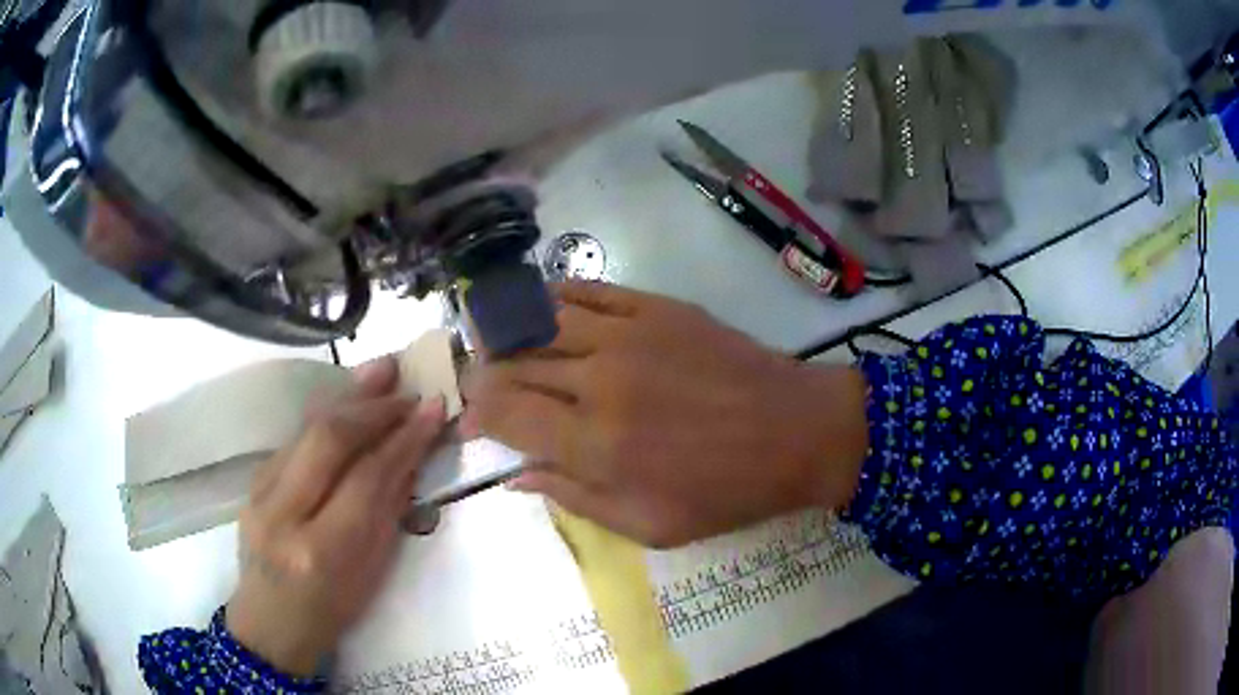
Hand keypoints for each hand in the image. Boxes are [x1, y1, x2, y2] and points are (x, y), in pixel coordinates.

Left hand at [225, 357, 446, 675]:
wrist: (269, 623)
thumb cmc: (331, 612)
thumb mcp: (371, 574)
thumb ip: (388, 513)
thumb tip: (410, 457)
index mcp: (323, 550)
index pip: (367, 479)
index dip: (403, 439)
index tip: (432, 409)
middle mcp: (284, 514)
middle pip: (329, 440)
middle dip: (374, 407)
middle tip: (408, 388)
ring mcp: (260, 493)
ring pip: (306, 430)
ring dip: (348, 397)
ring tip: (381, 370)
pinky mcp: (252, 481)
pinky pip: (293, 439)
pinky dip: (327, 415)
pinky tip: (347, 400)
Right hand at [463, 282, 868, 547]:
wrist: (797, 431)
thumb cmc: (727, 490)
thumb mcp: (650, 525)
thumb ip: (575, 499)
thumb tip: (517, 475)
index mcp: (596, 443)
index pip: (506, 414)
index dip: (475, 413)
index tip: (467, 418)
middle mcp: (599, 380)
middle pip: (514, 364)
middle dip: (483, 374)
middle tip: (476, 383)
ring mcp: (628, 334)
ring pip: (541, 320)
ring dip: (508, 331)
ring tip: (496, 342)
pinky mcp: (655, 307)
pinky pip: (588, 290)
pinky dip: (554, 297)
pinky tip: (542, 307)